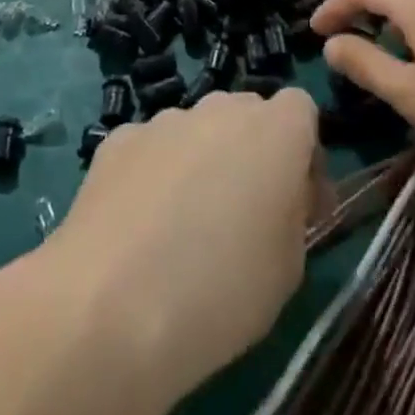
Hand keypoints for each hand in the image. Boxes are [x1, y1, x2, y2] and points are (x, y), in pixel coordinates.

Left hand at [41, 90, 321, 407]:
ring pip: (198, 130)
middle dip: (253, 153)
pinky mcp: (119, 138)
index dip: (304, 152)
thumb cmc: (221, 293)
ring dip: (202, 162)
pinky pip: (153, 148)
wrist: (111, 305)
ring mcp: (165, 120)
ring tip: (183, 231)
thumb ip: (294, 213)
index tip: (298, 202)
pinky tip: (140, 228)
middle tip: (243, 218)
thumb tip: (284, 194)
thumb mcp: (289, 268)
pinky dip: (155, 174)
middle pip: (248, 114)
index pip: (300, 109)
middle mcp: (220, 110)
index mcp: (274, 132)